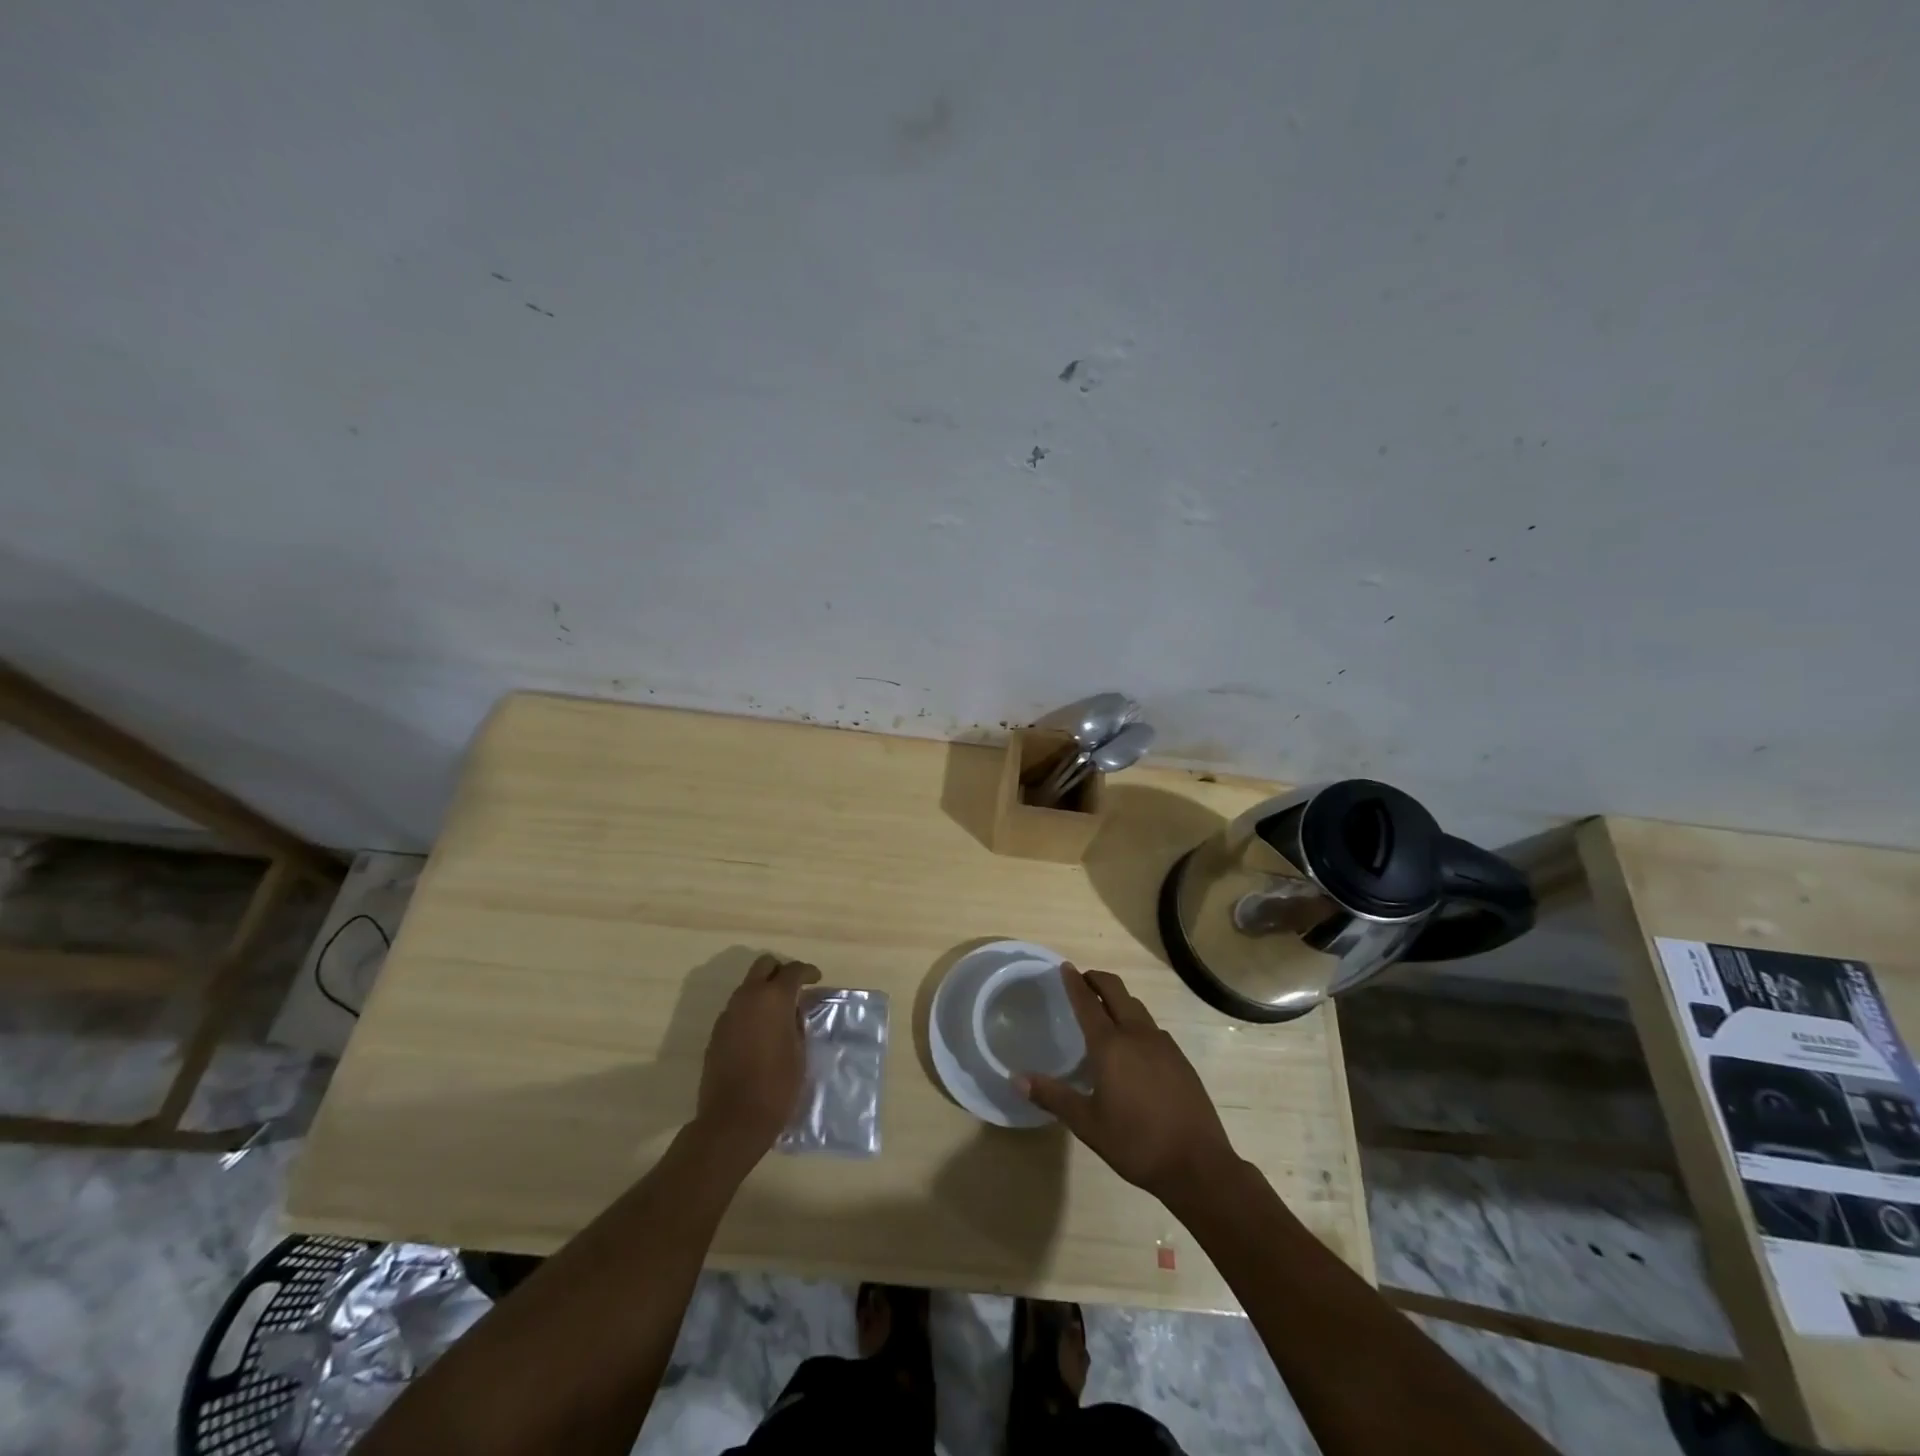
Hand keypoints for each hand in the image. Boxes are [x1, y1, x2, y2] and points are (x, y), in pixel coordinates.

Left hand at [694, 954, 819, 1161]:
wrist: (733, 1120)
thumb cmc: (777, 1086)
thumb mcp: (799, 1051)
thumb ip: (797, 1022)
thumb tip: (794, 1010)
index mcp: (773, 998)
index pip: (793, 970)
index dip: (807, 972)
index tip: (817, 979)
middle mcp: (748, 997)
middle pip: (764, 965)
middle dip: (781, 971)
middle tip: (795, 988)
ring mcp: (728, 1013)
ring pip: (748, 985)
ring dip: (764, 990)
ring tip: (779, 1012)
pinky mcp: (716, 1032)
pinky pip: (737, 1007)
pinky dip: (751, 1009)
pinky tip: (761, 1031)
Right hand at [1020, 966, 1239, 1206]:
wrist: (1197, 1164)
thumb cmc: (1136, 1143)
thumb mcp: (1087, 1124)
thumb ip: (1053, 1097)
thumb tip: (1016, 1078)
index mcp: (1110, 1046)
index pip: (1087, 1002)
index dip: (1074, 983)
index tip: (1065, 967)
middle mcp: (1137, 1034)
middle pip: (1116, 991)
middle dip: (1098, 979)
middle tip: (1083, 979)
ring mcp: (1162, 1044)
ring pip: (1136, 1007)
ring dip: (1118, 999)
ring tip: (1105, 1010)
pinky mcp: (1179, 1058)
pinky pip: (1152, 1028)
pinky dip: (1136, 1021)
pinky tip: (1133, 1046)